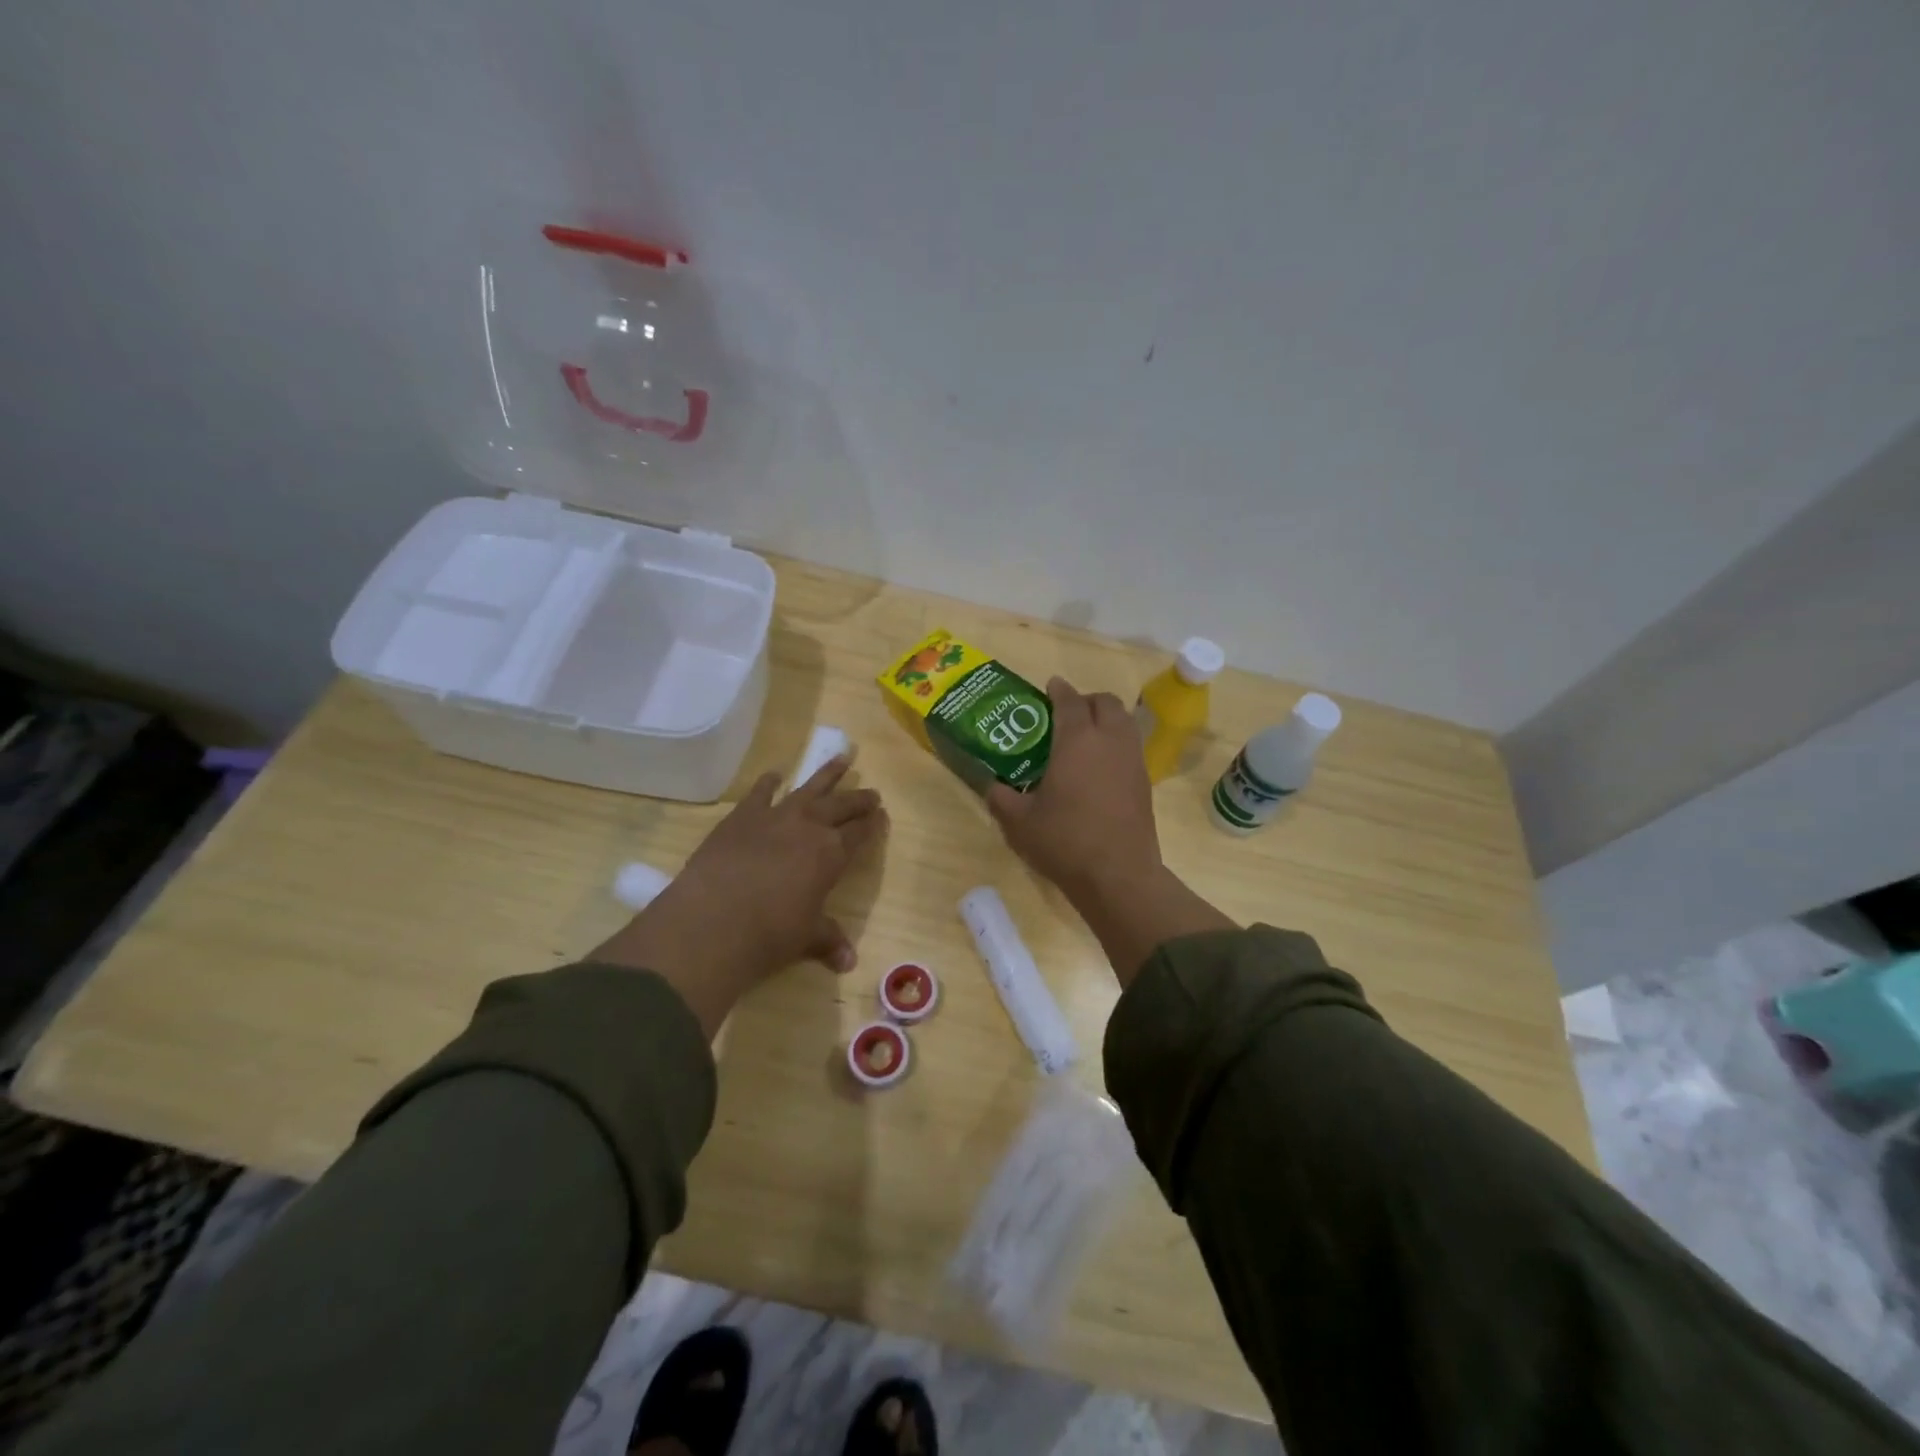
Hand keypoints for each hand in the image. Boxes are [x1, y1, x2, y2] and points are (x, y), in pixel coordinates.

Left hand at [592, 757, 886, 1035]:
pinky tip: (775, 774)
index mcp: (832, 854)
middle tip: (872, 793)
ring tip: (842, 758)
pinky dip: (769, 783)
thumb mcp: (806, 938)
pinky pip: (760, 793)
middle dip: (858, 799)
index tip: (882, 815)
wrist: (713, 920)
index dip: (873, 824)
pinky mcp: (741, 817)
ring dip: (827, 774)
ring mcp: (775, 817)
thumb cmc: (770, 933)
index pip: (860, 833)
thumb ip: (828, 941)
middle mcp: (809, 827)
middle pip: (841, 806)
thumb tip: (849, 963)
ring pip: (809, 788)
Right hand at [986, 677, 1161, 906]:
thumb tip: (992, 787)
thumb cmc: (1065, 841)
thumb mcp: (1020, 822)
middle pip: (1105, 703)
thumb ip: (1001, 798)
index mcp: (1077, 741)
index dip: (1058, 690)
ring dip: (1105, 719)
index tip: (1050, 687)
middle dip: (1086, 700)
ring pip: (1124, 722)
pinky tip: (1099, 768)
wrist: (1118, 875)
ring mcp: (1132, 760)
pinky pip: (1130, 747)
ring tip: (1083, 738)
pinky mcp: (1144, 782)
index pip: (1069, 701)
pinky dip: (1116, 743)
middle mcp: (1109, 741)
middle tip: (1066, 715)